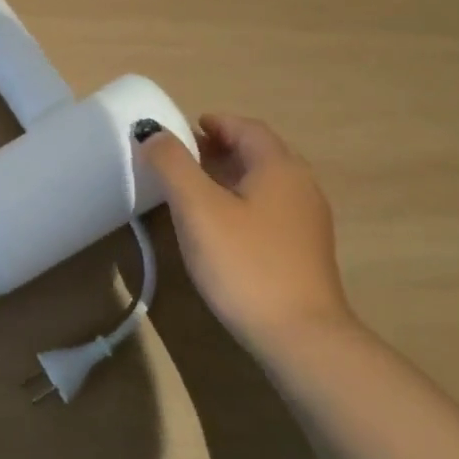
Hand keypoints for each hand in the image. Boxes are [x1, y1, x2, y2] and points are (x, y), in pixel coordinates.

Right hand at [138, 113, 353, 344]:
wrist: (299, 335)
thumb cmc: (244, 263)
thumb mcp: (198, 208)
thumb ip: (172, 164)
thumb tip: (151, 131)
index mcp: (279, 166)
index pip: (246, 128)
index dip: (214, 123)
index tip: (183, 130)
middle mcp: (301, 184)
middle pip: (258, 152)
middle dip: (219, 148)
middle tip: (181, 159)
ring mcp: (307, 219)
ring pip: (264, 182)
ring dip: (230, 176)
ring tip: (194, 191)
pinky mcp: (305, 249)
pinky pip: (270, 209)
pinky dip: (242, 201)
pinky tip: (221, 227)